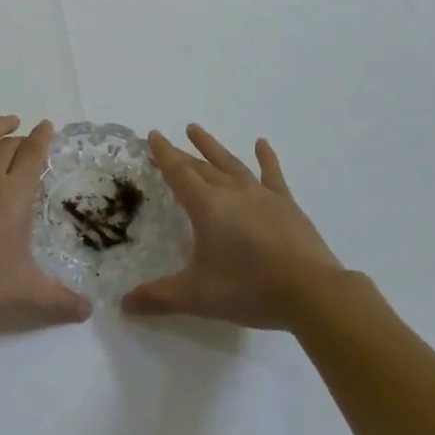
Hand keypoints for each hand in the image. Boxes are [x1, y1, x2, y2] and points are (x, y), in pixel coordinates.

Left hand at [0, 101, 91, 324]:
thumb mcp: (24, 289)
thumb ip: (58, 298)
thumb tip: (88, 312)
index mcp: (15, 194)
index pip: (33, 155)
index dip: (42, 138)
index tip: (47, 127)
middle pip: (9, 146)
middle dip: (21, 139)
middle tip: (27, 139)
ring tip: (7, 121)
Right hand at [122, 125, 341, 329]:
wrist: (311, 291)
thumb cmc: (249, 289)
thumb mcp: (198, 297)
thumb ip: (159, 298)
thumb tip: (124, 305)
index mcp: (207, 207)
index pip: (178, 173)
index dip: (164, 154)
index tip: (153, 135)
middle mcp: (231, 192)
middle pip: (201, 166)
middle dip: (182, 153)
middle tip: (169, 139)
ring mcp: (261, 195)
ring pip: (230, 163)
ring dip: (212, 147)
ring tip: (196, 129)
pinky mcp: (286, 204)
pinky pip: (272, 174)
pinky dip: (266, 157)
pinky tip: (262, 143)